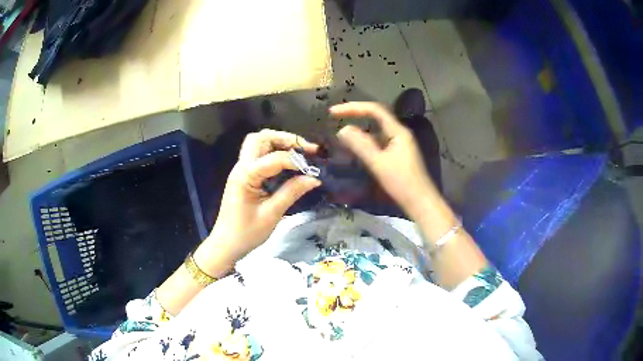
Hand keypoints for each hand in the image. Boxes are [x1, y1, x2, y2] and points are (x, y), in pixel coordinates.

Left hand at [195, 129, 320, 271]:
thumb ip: (292, 192)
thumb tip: (314, 178)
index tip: (314, 168)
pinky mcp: (244, 176)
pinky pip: (259, 156)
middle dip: (285, 139)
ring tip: (299, 153)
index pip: (274, 158)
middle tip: (306, 149)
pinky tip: (288, 164)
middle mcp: (242, 167)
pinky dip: (274, 153)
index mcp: (246, 175)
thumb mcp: (271, 214)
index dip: (296, 160)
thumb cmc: (246, 233)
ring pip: (258, 143)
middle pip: (261, 138)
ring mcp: (241, 170)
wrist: (226, 245)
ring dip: (279, 143)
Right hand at [330, 102, 441, 219]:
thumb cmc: (401, 183)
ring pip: (376, 131)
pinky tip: (356, 150)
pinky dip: (366, 142)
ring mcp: (399, 144)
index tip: (333, 112)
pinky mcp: (398, 155)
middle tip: (335, 117)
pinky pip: (379, 142)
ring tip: (341, 135)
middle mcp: (399, 133)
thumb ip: (360, 145)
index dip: (353, 107)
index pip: (374, 110)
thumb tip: (342, 130)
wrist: (420, 203)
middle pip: (375, 117)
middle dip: (355, 115)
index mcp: (398, 131)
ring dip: (359, 130)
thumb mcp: (378, 164)